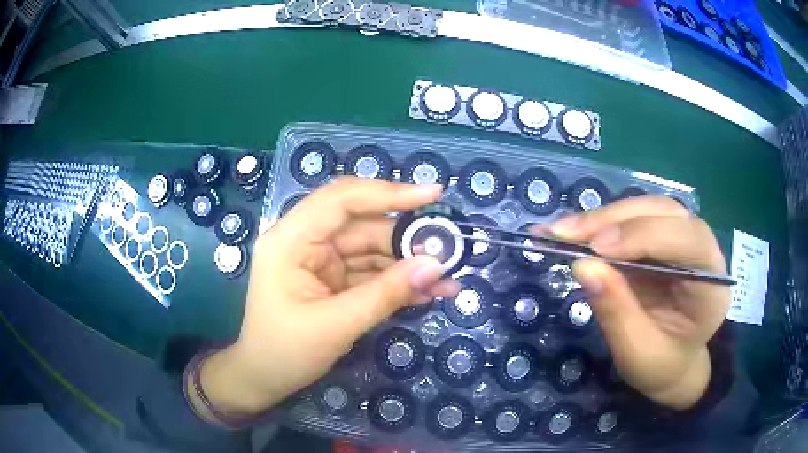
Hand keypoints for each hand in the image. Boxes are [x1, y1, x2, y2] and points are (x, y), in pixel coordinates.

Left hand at [193, 179, 460, 419]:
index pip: (341, 200)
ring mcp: (322, 260)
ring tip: (448, 279)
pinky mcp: (335, 280)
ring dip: (409, 264)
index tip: (432, 195)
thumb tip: (435, 265)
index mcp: (291, 239)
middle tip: (450, 249)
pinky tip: (429, 292)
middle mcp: (306, 241)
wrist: (265, 379)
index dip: (388, 193)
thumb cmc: (285, 353)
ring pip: (373, 250)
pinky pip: (371, 273)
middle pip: (364, 225)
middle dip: (407, 239)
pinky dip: (398, 282)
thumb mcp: (336, 324)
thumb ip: (386, 293)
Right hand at [544, 195, 729, 409]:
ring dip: (605, 216)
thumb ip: (616, 312)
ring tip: (564, 231)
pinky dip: (604, 222)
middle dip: (616, 220)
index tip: (596, 248)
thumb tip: (582, 265)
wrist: (673, 362)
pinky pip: (635, 218)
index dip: (645, 237)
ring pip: (648, 208)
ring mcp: (684, 238)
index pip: (688, 242)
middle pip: (665, 214)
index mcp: (712, 285)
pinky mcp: (664, 237)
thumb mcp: (637, 352)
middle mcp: (704, 251)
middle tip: (566, 233)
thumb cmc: (661, 365)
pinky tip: (578, 231)